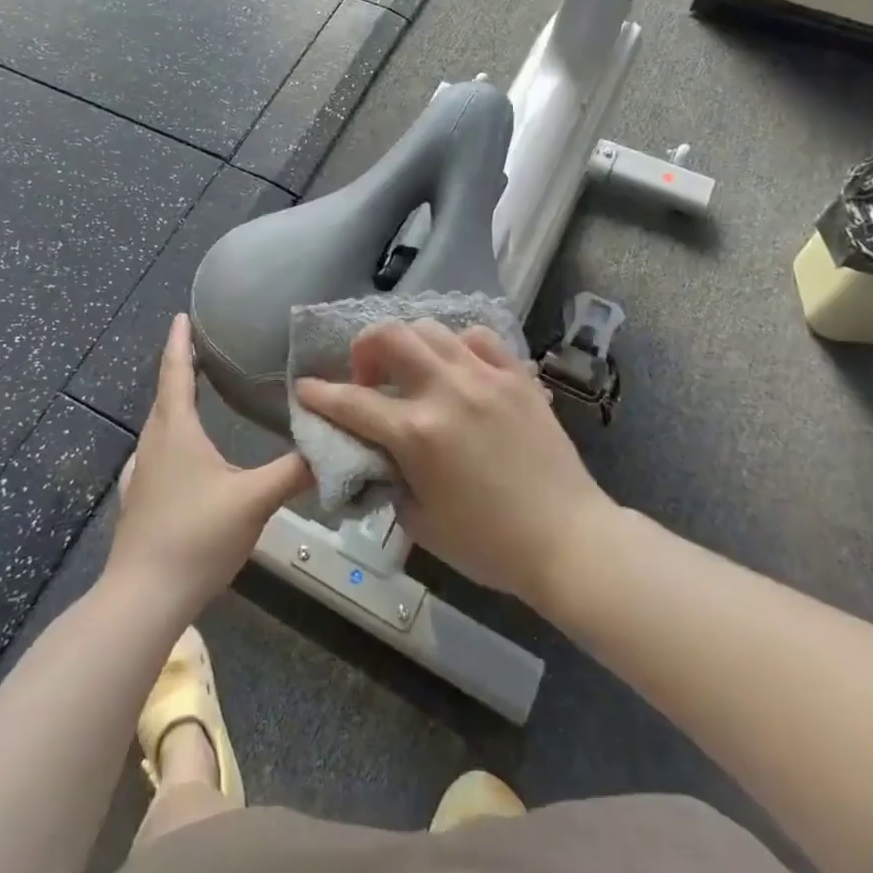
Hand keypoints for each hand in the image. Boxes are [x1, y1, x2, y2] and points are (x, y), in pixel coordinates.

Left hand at [106, 314, 310, 617]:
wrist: (143, 597)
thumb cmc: (196, 536)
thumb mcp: (254, 500)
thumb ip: (293, 471)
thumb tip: (331, 446)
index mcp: (176, 430)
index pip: (175, 372)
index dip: (179, 341)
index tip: (181, 314)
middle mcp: (154, 443)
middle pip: (165, 395)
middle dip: (180, 367)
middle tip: (201, 349)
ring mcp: (142, 473)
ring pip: (159, 425)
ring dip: (175, 403)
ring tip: (195, 393)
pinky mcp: (139, 499)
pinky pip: (157, 452)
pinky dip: (171, 436)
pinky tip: (180, 453)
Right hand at [295, 321, 611, 610]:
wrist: (568, 540)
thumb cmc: (489, 544)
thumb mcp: (420, 522)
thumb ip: (390, 479)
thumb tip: (381, 455)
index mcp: (417, 433)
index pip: (352, 402)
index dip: (320, 394)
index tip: (305, 388)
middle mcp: (446, 391)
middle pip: (390, 337)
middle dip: (364, 347)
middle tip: (368, 376)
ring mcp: (485, 378)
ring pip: (432, 329)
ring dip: (409, 343)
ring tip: (412, 370)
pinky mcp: (517, 377)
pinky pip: (479, 338)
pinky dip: (457, 344)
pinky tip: (458, 367)